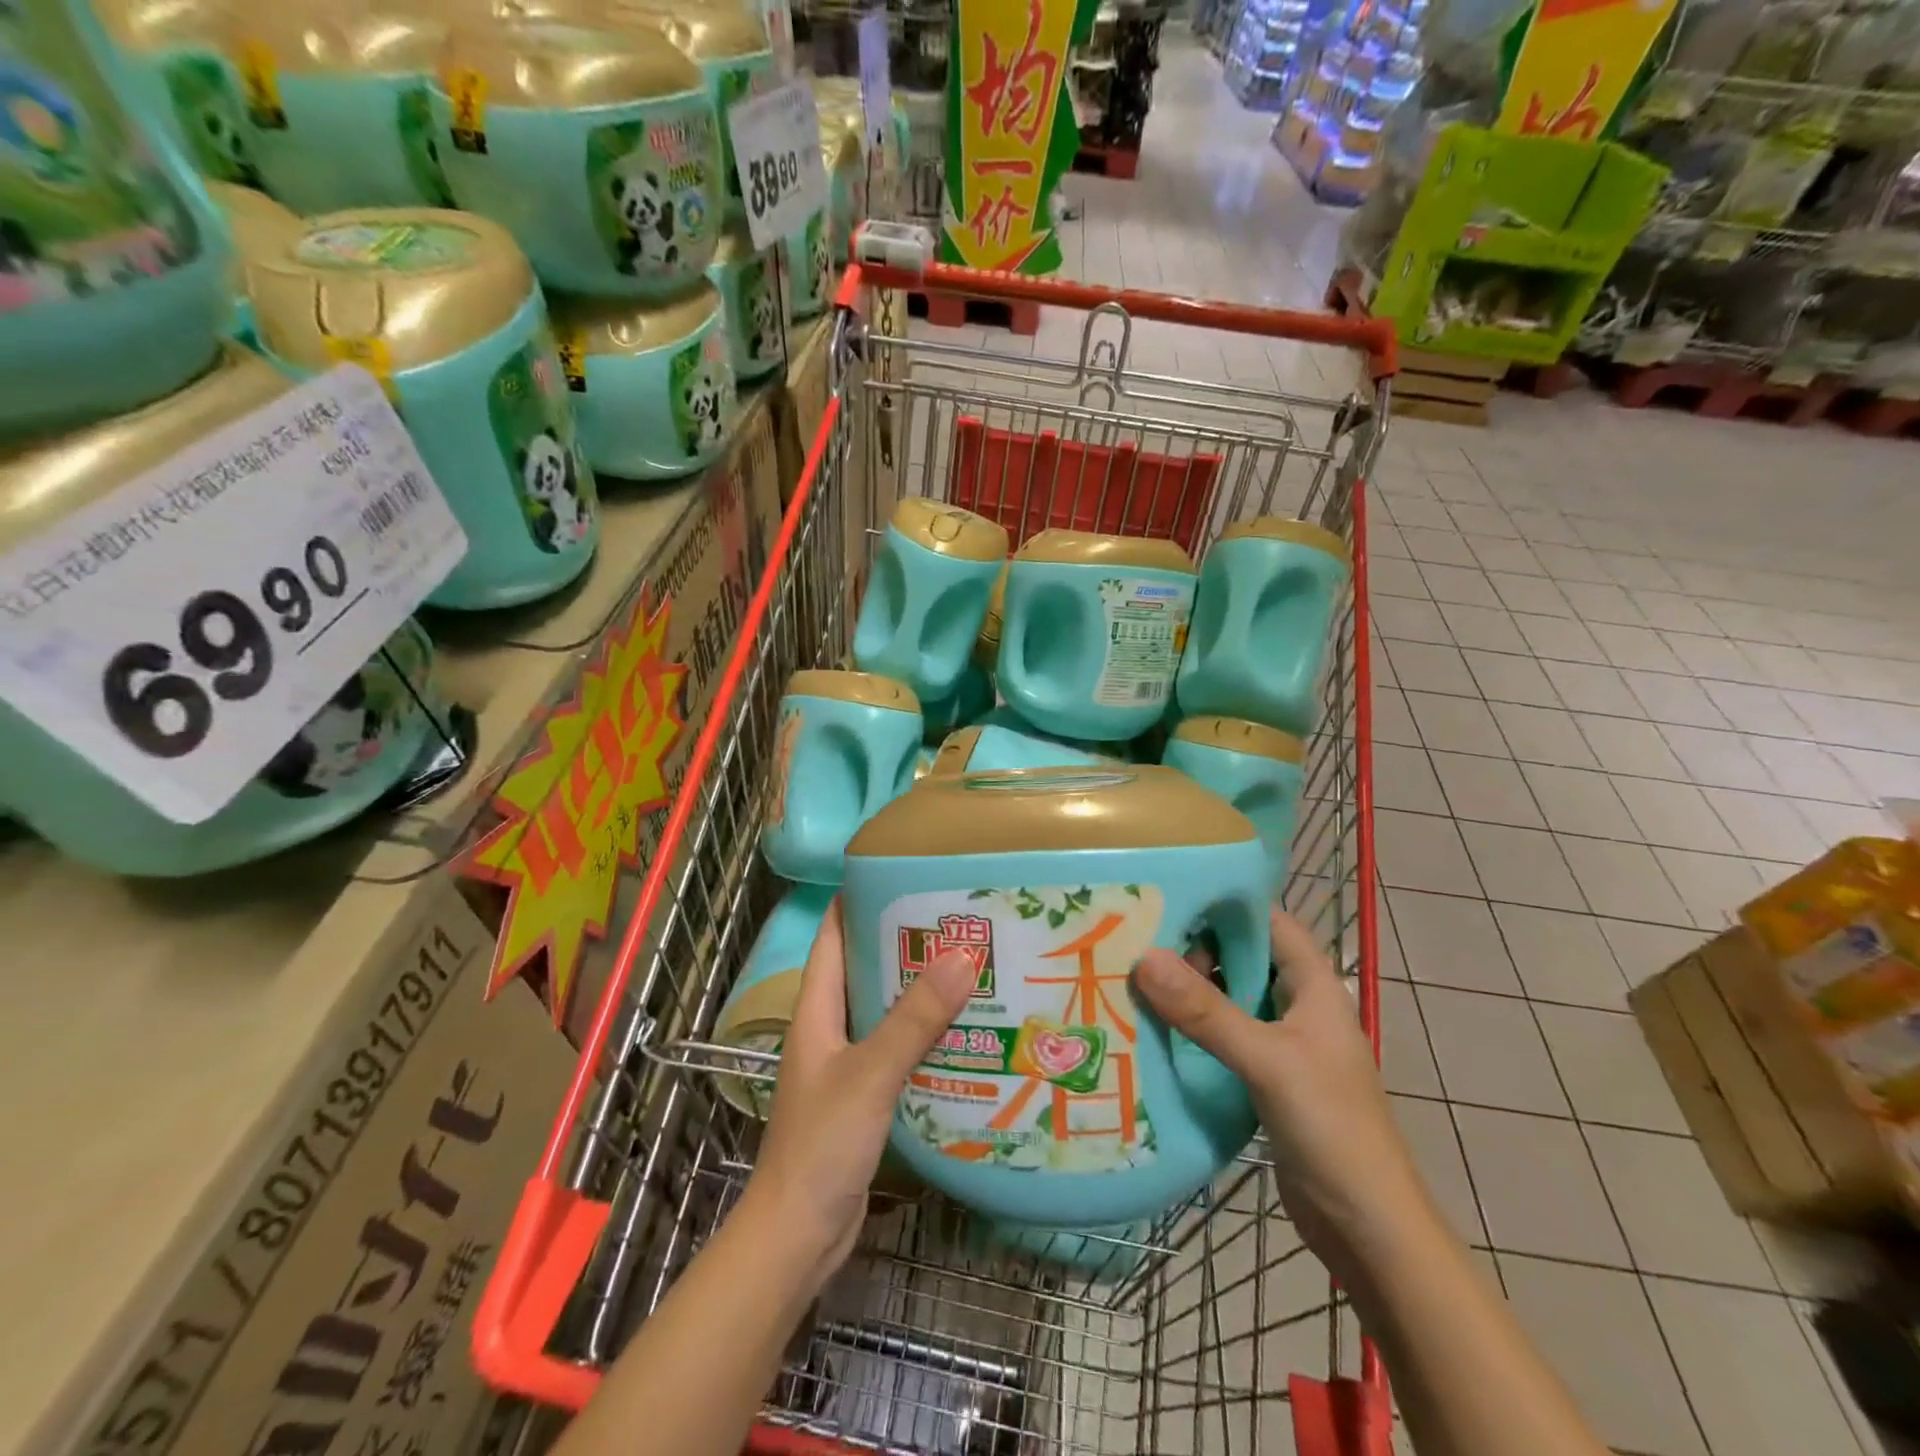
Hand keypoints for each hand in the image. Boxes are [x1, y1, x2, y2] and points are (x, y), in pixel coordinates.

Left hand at [743, 897, 976, 1284]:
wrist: (798, 1235)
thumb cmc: (821, 1145)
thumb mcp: (870, 1074)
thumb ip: (913, 1018)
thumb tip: (961, 956)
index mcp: (817, 1008)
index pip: (833, 935)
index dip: (859, 899)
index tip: (904, 874)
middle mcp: (829, 1026)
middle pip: (865, 967)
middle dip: (905, 942)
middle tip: (957, 919)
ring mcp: (846, 1062)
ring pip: (885, 1009)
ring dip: (919, 989)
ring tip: (971, 965)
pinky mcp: (865, 1093)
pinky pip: (897, 1047)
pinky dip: (925, 1033)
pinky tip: (965, 1031)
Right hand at [1132, 906, 1429, 1277]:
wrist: (1369, 1230)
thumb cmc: (1332, 1128)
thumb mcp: (1267, 1061)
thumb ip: (1206, 1011)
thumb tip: (1144, 956)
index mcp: (1314, 986)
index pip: (1268, 921)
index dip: (1224, 902)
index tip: (1167, 891)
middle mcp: (1298, 1006)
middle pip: (1241, 957)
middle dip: (1193, 946)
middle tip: (1136, 938)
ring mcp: (1282, 1043)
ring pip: (1228, 998)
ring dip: (1188, 990)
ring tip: (1131, 976)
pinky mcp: (1265, 1077)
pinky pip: (1222, 1036)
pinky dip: (1192, 1028)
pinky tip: (1152, 1028)